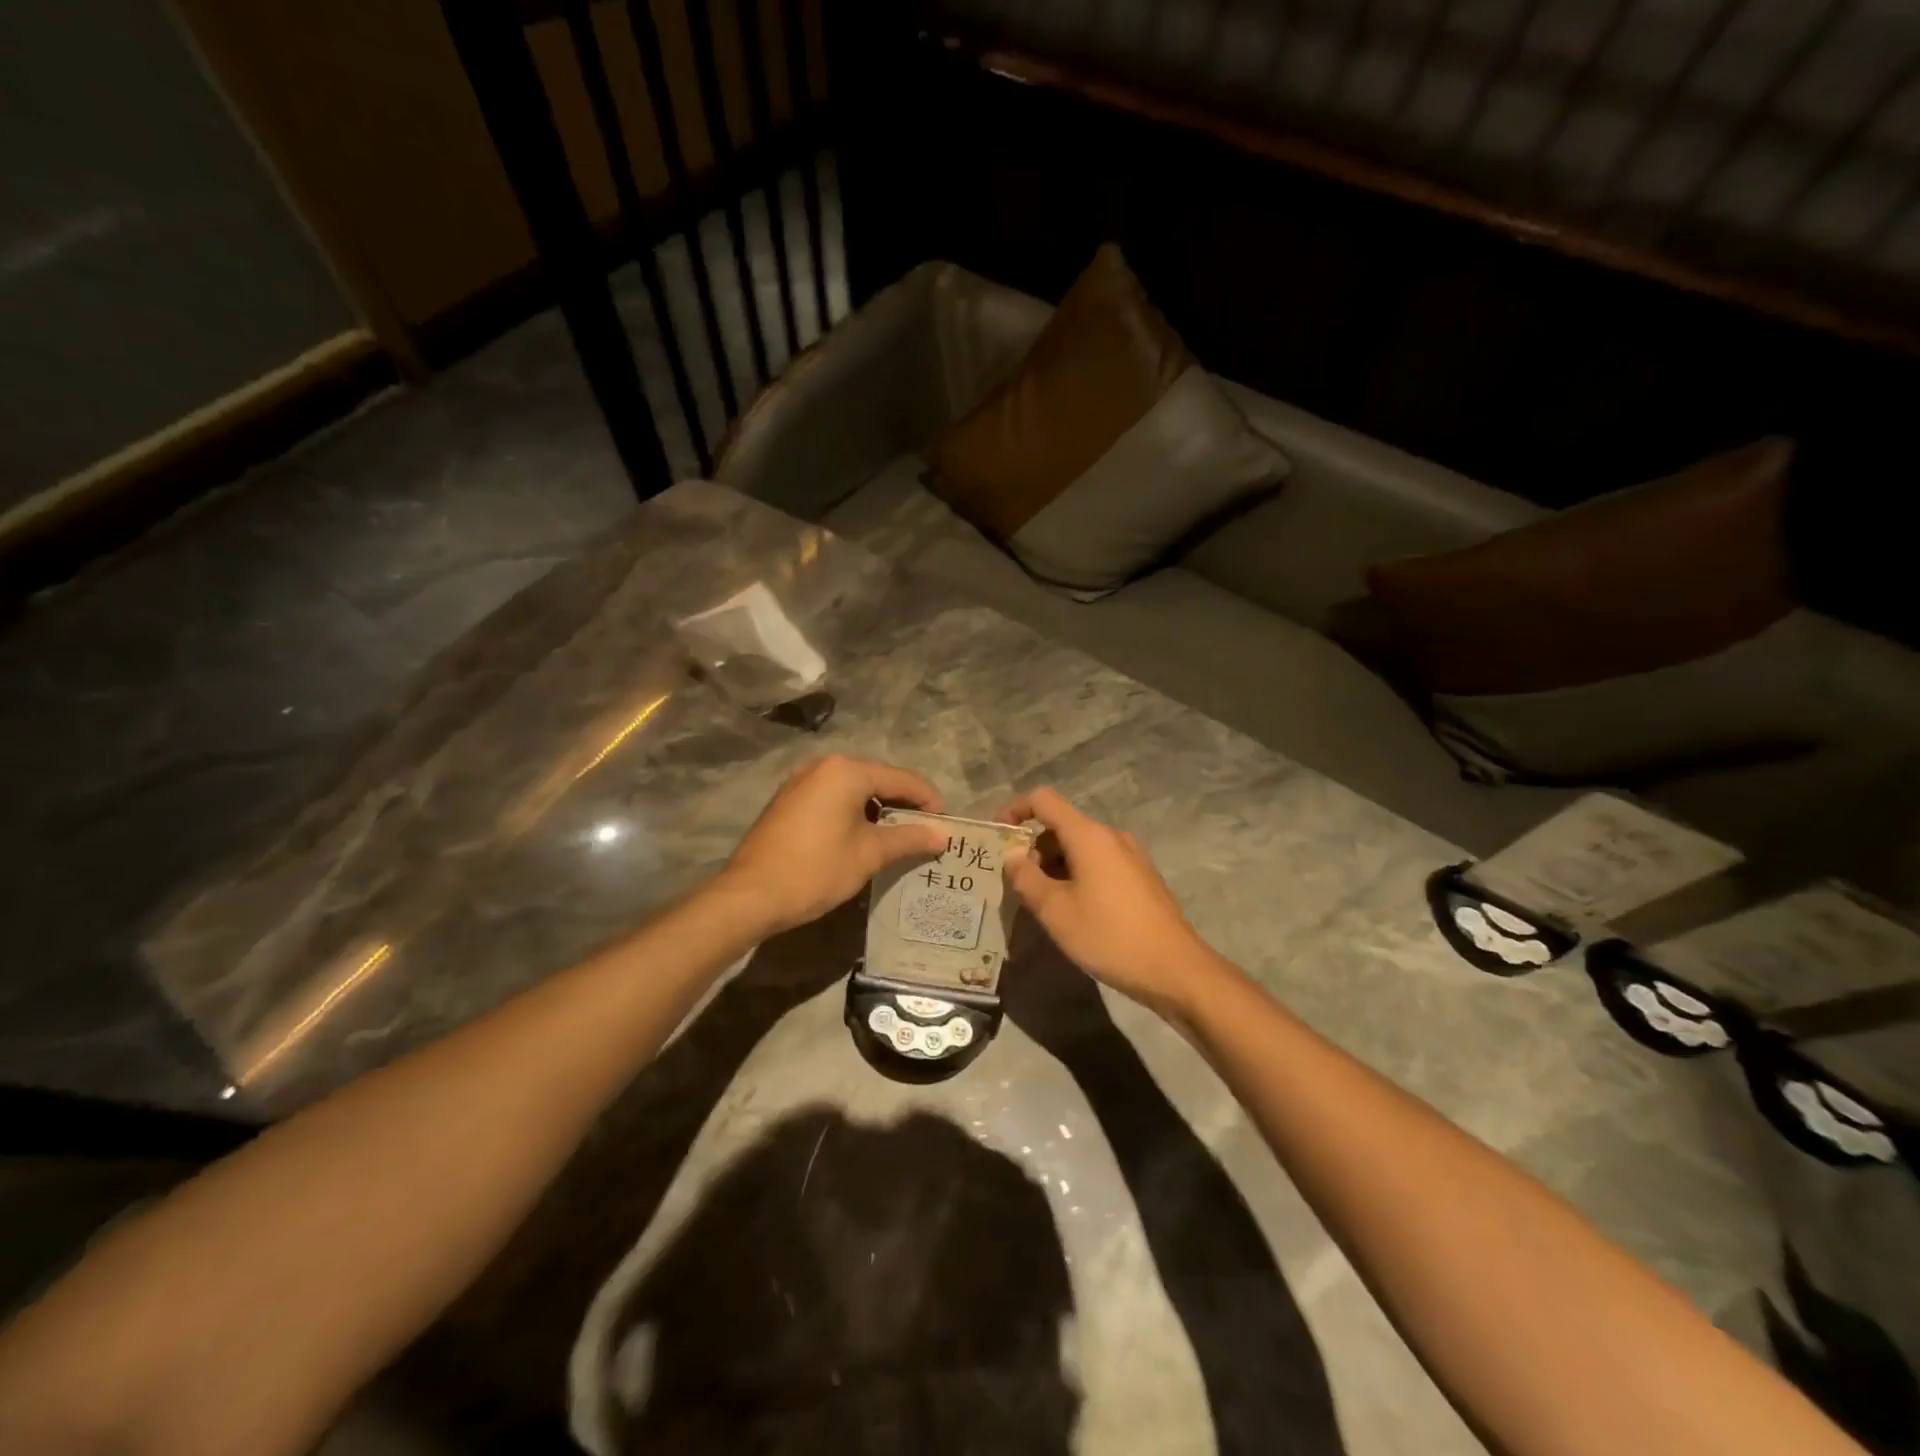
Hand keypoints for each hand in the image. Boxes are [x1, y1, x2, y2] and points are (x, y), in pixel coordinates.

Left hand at [722, 755, 947, 934]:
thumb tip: (942, 835)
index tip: (946, 825)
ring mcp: (801, 782)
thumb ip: (908, 838)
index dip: (928, 801)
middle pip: (877, 780)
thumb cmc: (816, 869)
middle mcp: (823, 766)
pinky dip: (853, 813)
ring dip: (877, 810)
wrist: (750, 895)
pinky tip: (862, 838)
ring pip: (853, 790)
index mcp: (847, 771)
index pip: (901, 780)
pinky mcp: (788, 801)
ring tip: (898, 838)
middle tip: (925, 832)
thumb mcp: (869, 854)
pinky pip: (832, 799)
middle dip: (903, 805)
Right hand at [999, 788, 1220, 1021]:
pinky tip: (1072, 910)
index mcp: (1089, 835)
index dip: (1015, 809)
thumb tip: (1012, 856)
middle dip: (1033, 847)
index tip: (996, 836)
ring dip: (1054, 865)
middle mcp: (1111, 836)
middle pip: (1061, 825)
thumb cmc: (1109, 935)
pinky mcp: (1140, 877)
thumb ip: (1026, 878)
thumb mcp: (1055, 911)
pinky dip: (1076, 875)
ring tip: (1041, 902)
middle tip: (1015, 883)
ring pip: (1080, 847)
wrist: (1175, 969)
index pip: (1044, 800)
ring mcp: (1130, 856)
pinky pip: (1098, 863)